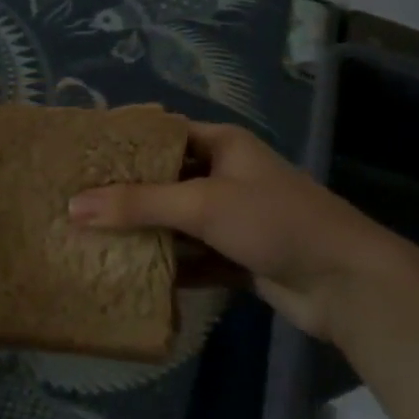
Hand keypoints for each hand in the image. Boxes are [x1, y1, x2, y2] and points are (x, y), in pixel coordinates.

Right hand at [68, 122, 410, 339]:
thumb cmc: (273, 221)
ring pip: (177, 221)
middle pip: (166, 179)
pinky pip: (193, 256)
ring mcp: (232, 218)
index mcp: (222, 145)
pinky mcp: (238, 256)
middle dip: (127, 193)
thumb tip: (73, 206)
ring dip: (145, 232)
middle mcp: (225, 175)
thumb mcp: (202, 205)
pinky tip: (131, 274)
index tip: (82, 155)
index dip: (125, 143)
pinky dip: (169, 265)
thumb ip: (139, 204)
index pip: (163, 134)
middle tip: (76, 201)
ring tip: (91, 238)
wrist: (346, 283)